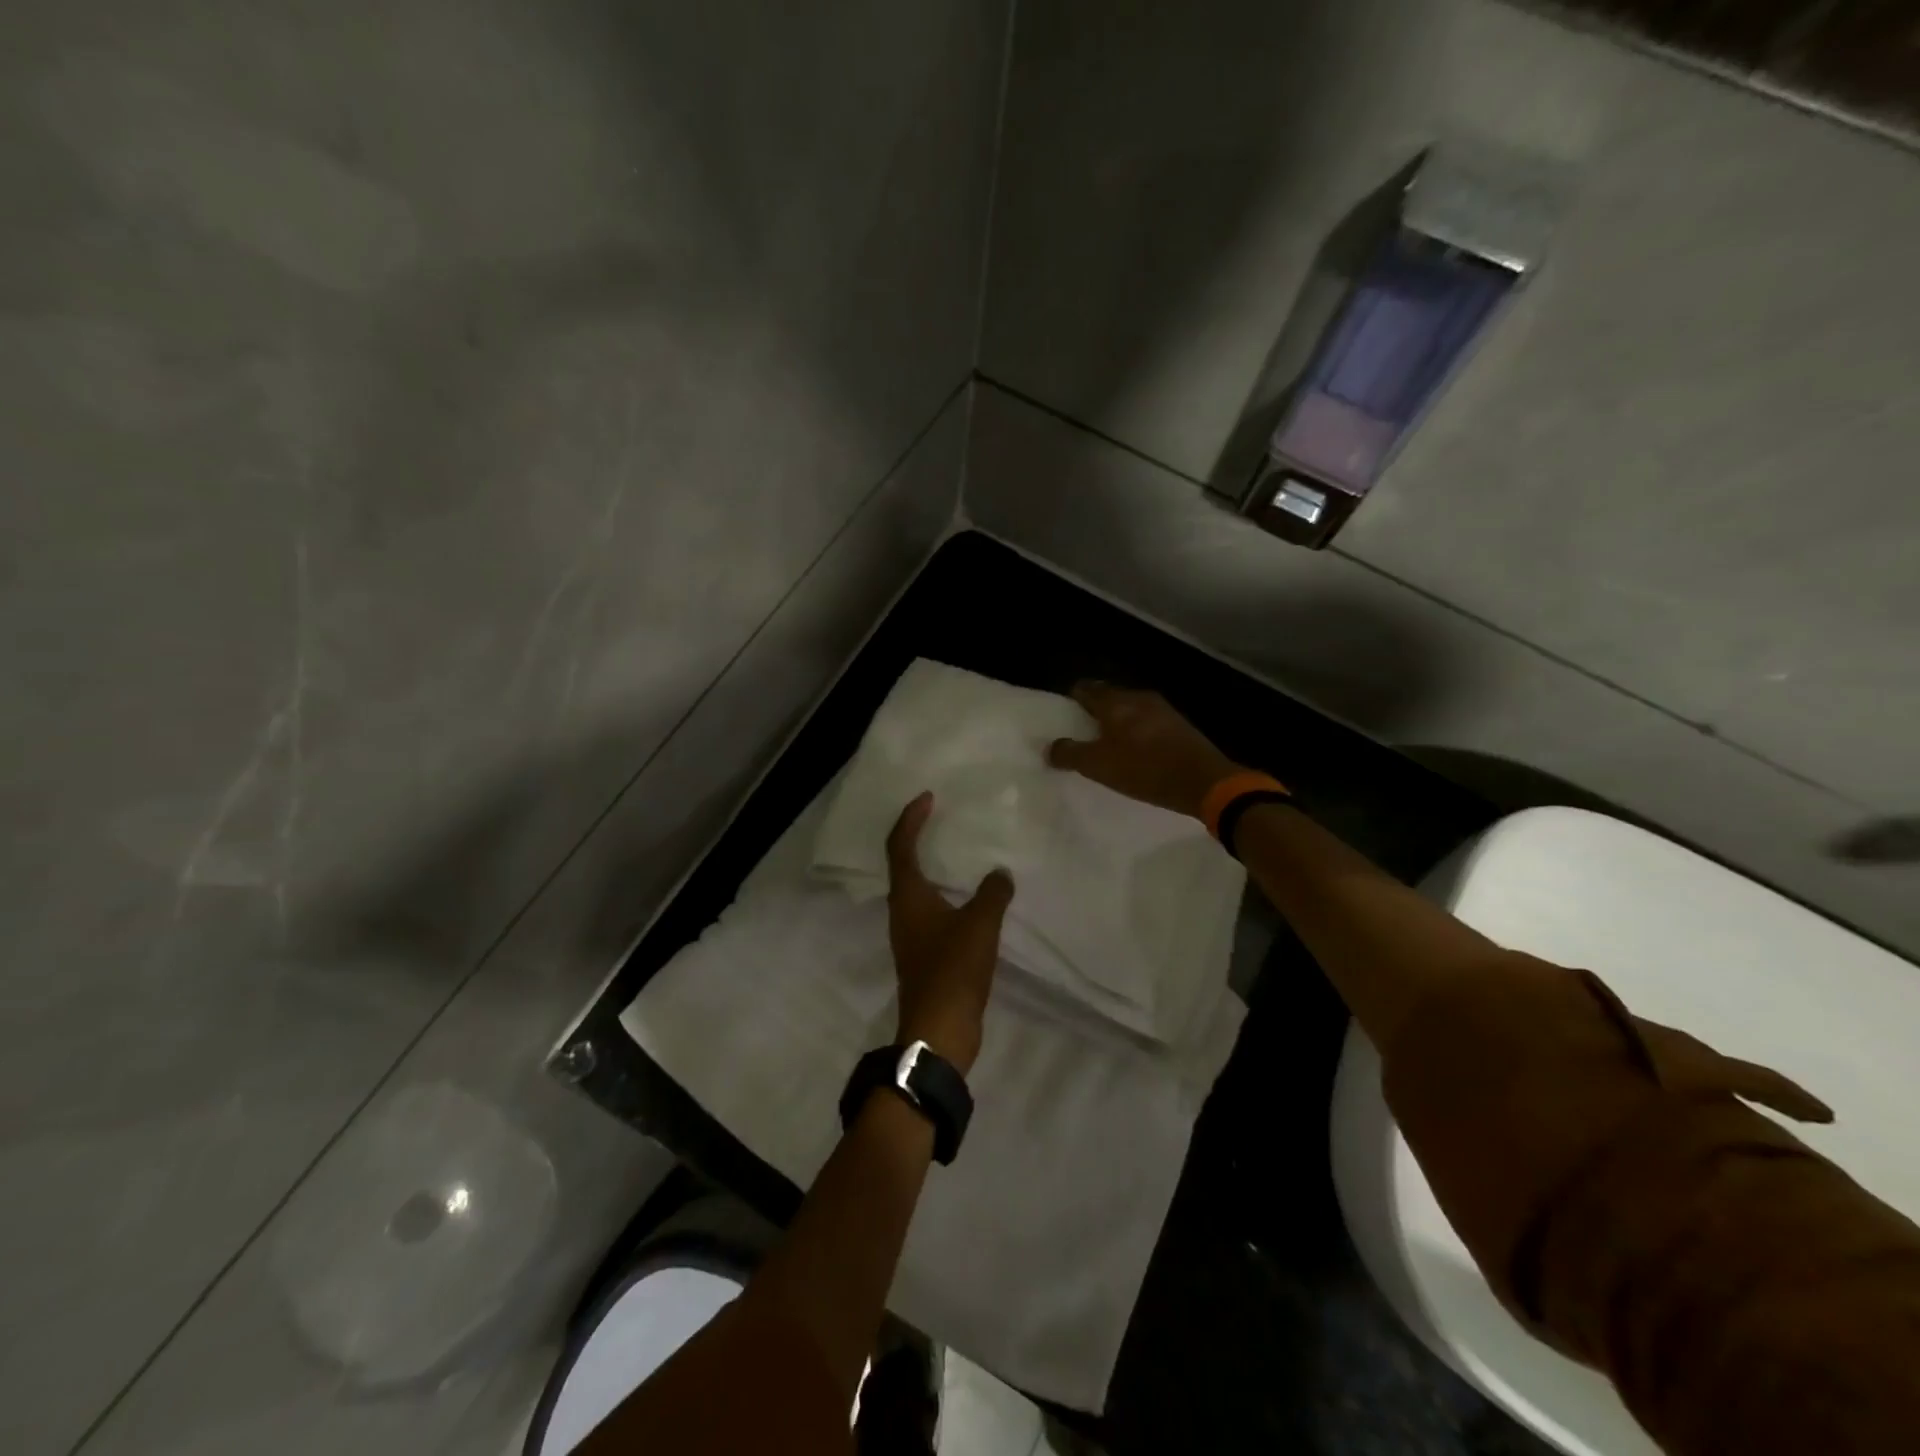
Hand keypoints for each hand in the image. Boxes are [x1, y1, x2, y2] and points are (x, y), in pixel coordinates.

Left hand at [885, 793, 1013, 1074]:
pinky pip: (931, 910)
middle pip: (903, 864)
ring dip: (932, 867)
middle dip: (918, 837)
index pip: (900, 846)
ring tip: (959, 853)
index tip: (927, 798)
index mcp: (908, 897)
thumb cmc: (953, 970)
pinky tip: (970, 898)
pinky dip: (945, 894)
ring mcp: (911, 934)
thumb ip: (992, 894)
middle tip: (942, 819)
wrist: (940, 1030)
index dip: (910, 819)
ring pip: (917, 889)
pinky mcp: (924, 954)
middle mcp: (903, 911)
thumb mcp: (979, 926)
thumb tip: (1000, 873)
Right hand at [1046, 682, 1240, 820]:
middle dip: (1094, 711)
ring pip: (1130, 709)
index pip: (1085, 689)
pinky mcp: (1179, 726)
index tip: (1064, 716)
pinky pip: (1148, 722)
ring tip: (1107, 745)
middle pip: (1108, 697)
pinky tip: (1135, 752)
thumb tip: (1050, 747)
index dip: (1072, 700)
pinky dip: (1136, 732)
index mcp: (1115, 702)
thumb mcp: (1099, 766)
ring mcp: (1162, 710)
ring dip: (1117, 723)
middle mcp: (1138, 697)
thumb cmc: (1145, 769)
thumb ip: (1070, 754)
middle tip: (1082, 733)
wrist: (1204, 781)